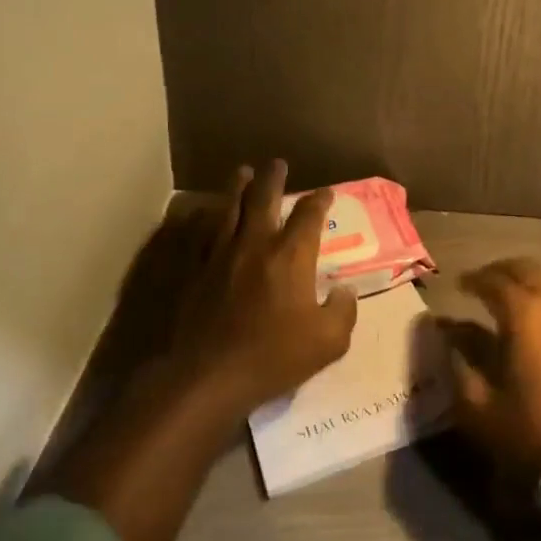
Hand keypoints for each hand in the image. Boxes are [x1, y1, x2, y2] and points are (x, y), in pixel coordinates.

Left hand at [186, 160, 358, 412]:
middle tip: (277, 163)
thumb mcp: (328, 343)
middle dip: (274, 177)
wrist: (207, 378)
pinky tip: (206, 212)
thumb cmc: (273, 358)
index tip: (326, 193)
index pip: (309, 215)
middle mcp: (256, 244)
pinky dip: (207, 218)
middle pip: (265, 198)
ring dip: (238, 187)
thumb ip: (343, 311)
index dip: (320, 200)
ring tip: (243, 172)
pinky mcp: (196, 271)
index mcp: (291, 256)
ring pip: (230, 208)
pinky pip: (202, 234)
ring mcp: (221, 255)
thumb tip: (344, 291)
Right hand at [447, 258, 540, 477]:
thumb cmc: (533, 434)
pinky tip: (538, 319)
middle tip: (482, 282)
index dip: (473, 279)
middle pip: (526, 269)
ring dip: (527, 281)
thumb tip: (444, 334)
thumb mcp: (480, 407)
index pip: (493, 280)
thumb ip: (459, 364)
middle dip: (501, 271)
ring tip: (508, 297)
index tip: (458, 285)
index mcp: (524, 312)